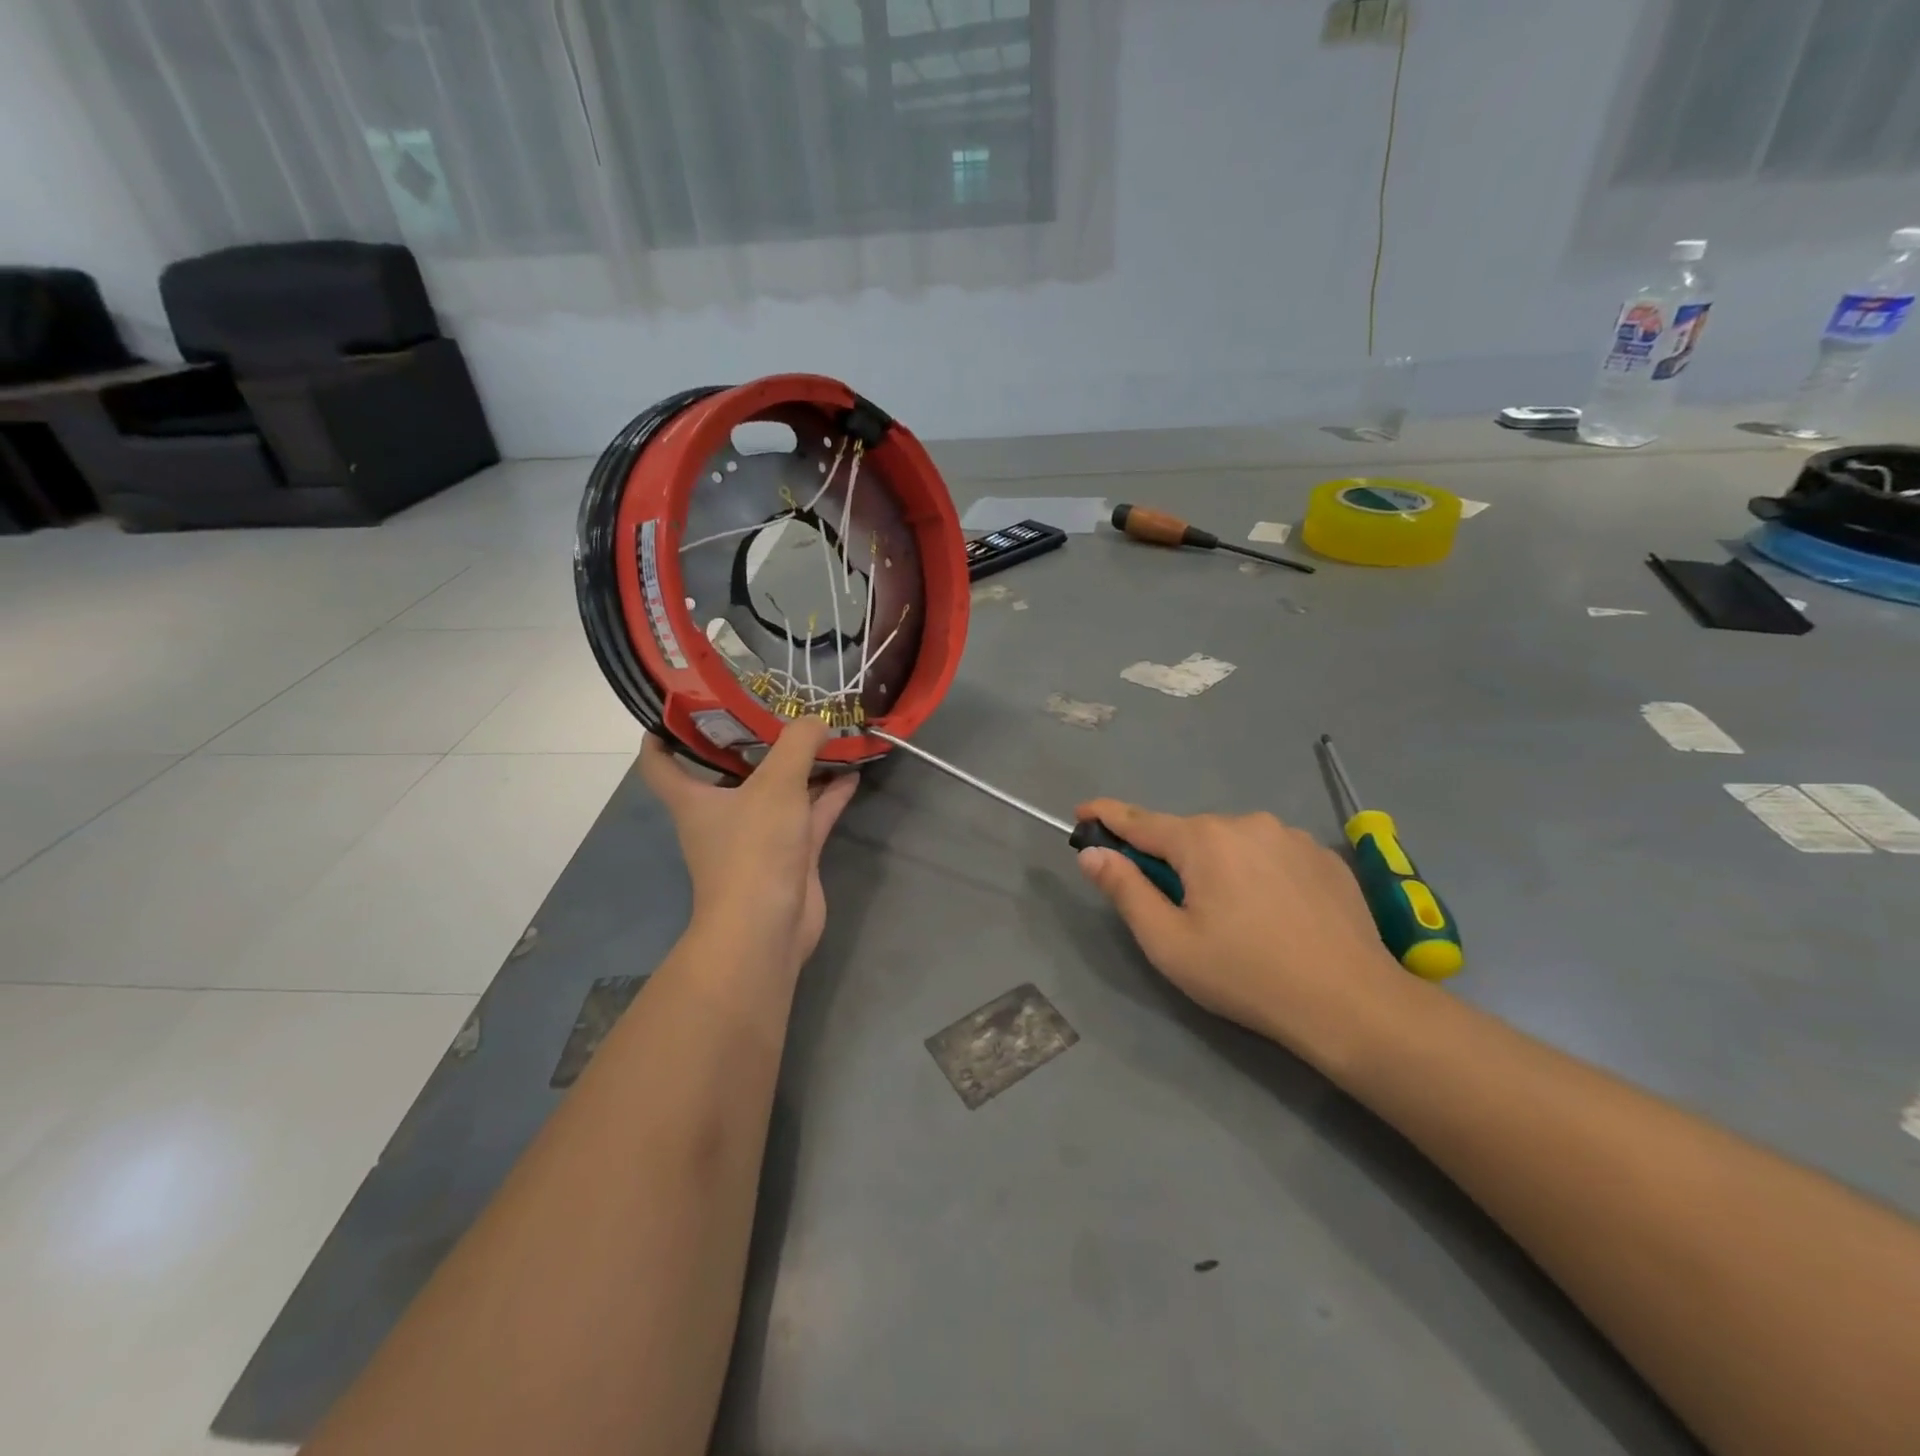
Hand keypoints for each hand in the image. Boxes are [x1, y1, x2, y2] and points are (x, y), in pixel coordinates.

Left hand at [639, 717, 857, 976]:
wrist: (768, 927)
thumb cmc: (754, 850)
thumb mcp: (775, 785)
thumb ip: (798, 744)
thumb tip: (817, 719)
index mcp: (695, 798)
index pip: (660, 763)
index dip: (662, 733)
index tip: (681, 706)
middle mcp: (722, 814)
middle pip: (730, 770)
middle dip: (752, 740)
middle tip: (776, 705)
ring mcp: (759, 836)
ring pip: (779, 790)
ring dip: (799, 766)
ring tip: (825, 732)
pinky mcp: (791, 854)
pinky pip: (810, 813)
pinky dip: (828, 794)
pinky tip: (852, 770)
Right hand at [1074, 799, 1404, 1056]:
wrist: (1351, 1003)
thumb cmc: (1246, 975)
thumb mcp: (1169, 943)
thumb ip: (1125, 891)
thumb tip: (1091, 853)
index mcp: (1202, 840)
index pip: (1138, 819)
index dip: (1105, 816)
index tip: (1081, 813)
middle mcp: (1245, 822)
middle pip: (1188, 835)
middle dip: (1170, 859)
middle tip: (1174, 907)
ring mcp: (1290, 835)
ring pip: (1232, 843)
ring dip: (1216, 865)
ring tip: (1232, 917)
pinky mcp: (1323, 856)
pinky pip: (1270, 853)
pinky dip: (1256, 872)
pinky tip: (1273, 913)